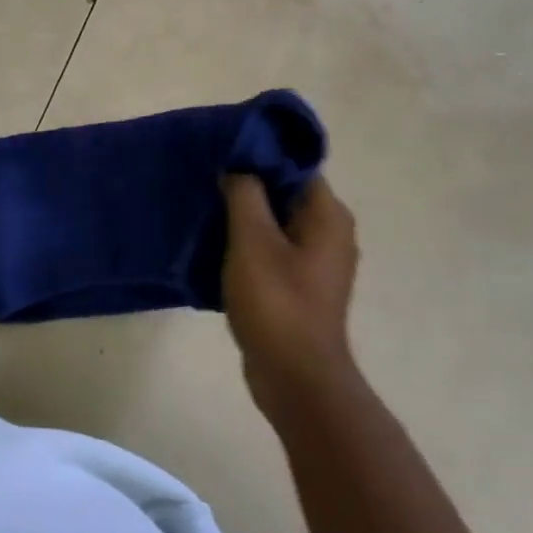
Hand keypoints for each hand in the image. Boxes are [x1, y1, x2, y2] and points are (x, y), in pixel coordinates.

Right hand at [220, 173, 359, 420]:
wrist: (295, 377)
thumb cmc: (276, 302)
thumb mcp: (253, 241)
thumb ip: (245, 196)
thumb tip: (238, 167)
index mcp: (327, 217)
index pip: (296, 168)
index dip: (260, 157)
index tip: (222, 155)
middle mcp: (329, 234)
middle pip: (284, 196)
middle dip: (246, 188)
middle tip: (205, 182)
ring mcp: (315, 264)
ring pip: (274, 226)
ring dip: (242, 219)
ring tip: (203, 213)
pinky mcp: (298, 288)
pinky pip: (270, 253)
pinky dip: (245, 247)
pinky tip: (213, 249)